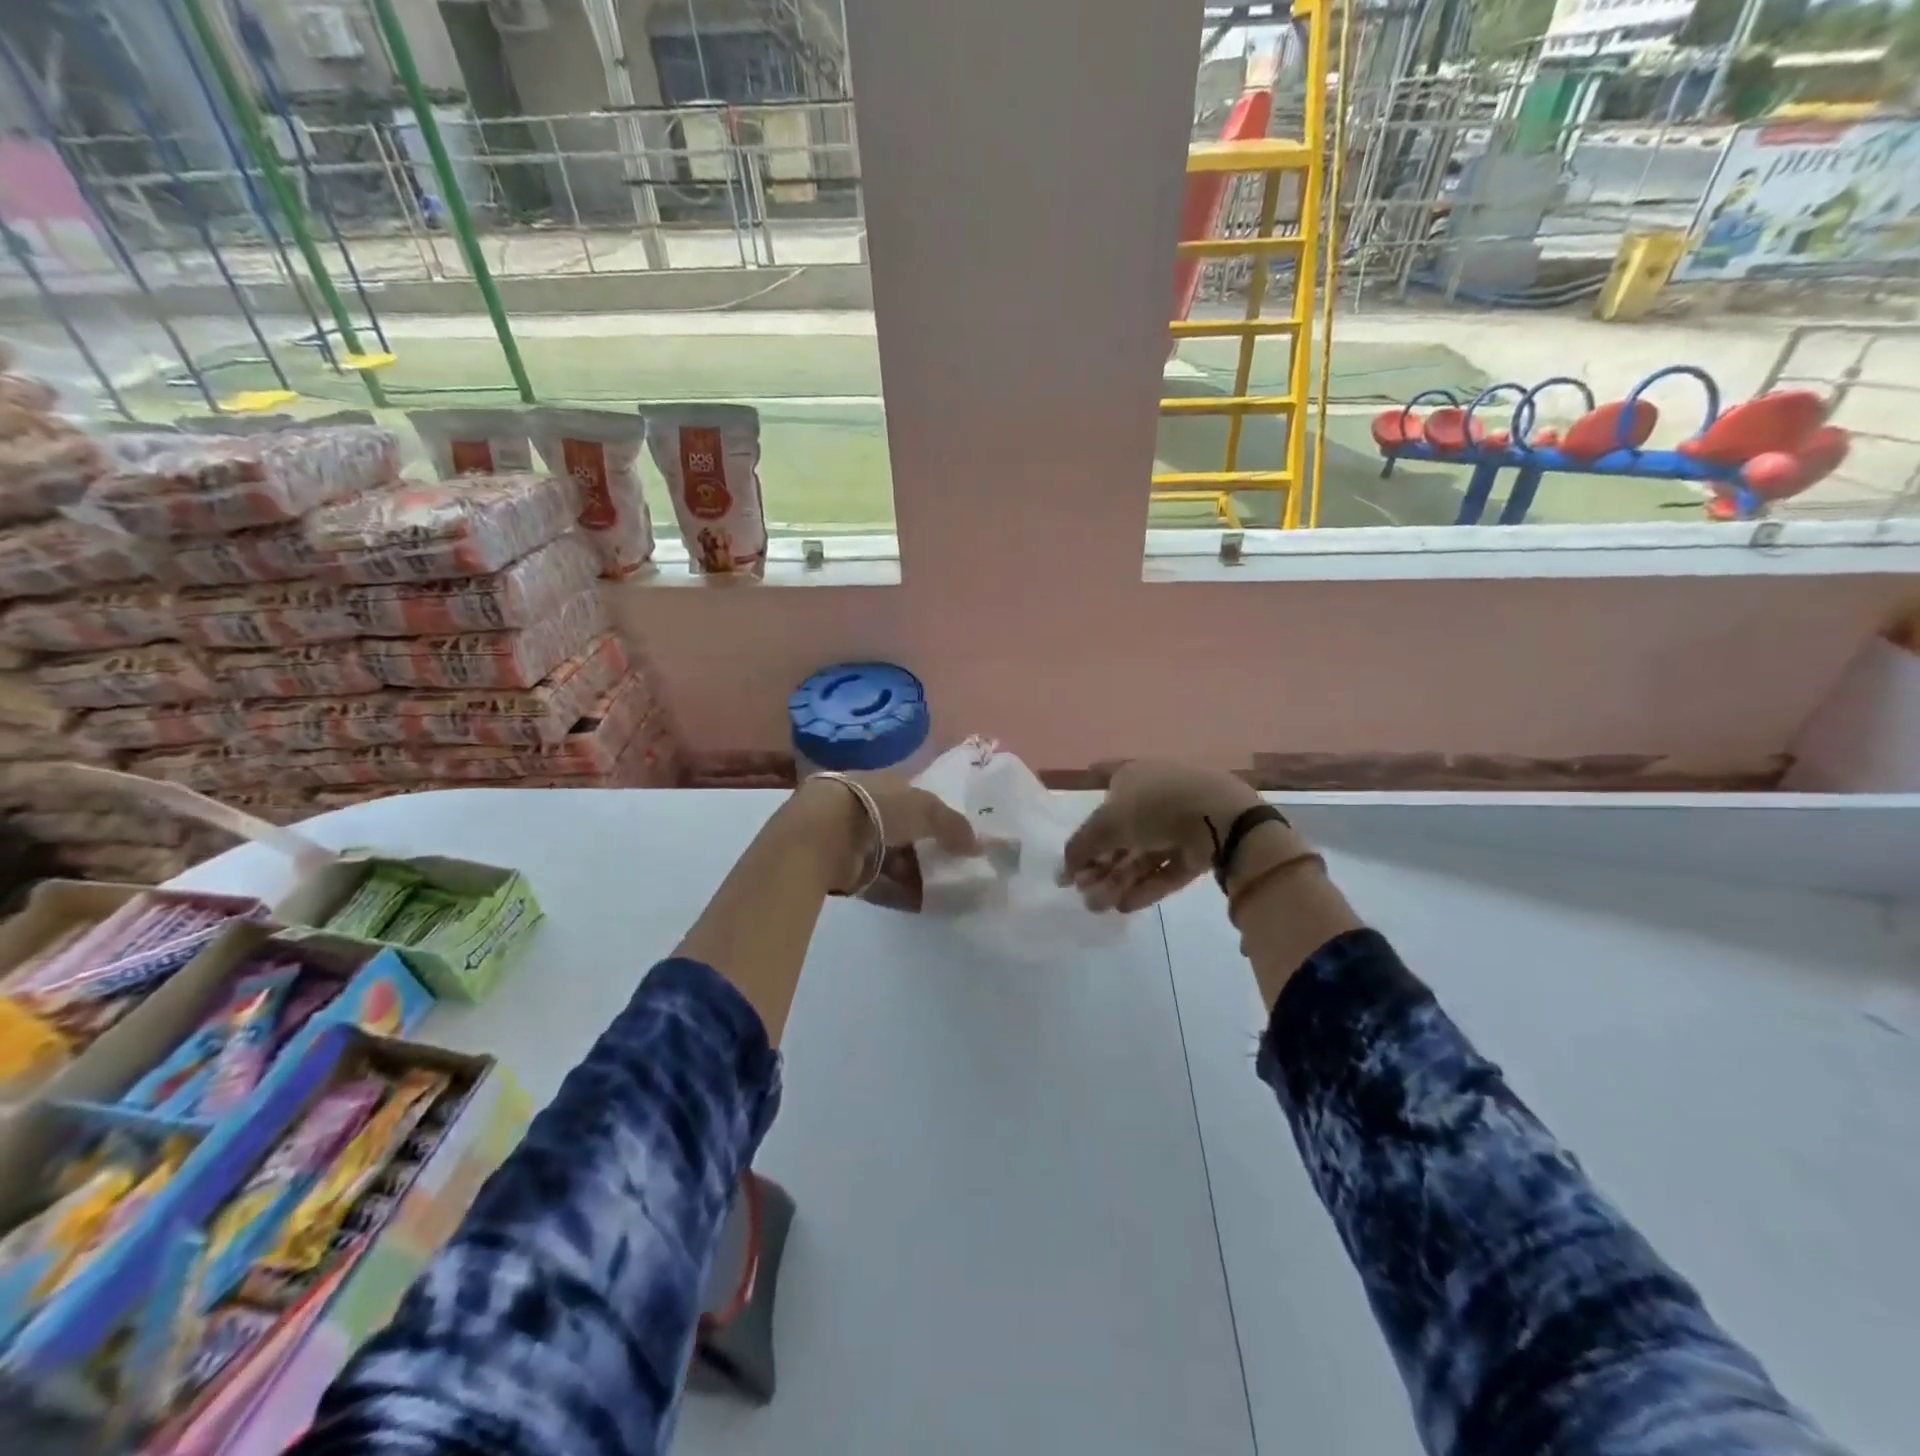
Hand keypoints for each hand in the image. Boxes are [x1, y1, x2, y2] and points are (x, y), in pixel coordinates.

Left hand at [794, 773, 979, 908]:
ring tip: (947, 891)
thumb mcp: (925, 809)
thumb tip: (978, 844)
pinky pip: (881, 883)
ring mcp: (853, 841)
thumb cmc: (877, 808)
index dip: (937, 816)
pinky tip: (925, 905)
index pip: (914, 799)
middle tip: (956, 867)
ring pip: (894, 859)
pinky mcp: (845, 871)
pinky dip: (902, 893)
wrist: (822, 834)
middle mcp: (867, 808)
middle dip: (928, 849)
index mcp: (883, 783)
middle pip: (905, 832)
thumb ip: (953, 825)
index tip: (958, 837)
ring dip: (918, 875)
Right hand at [1061, 760, 1262, 912]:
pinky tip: (1124, 906)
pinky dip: (1145, 885)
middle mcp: (1156, 796)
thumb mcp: (1106, 825)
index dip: (1094, 776)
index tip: (1085, 778)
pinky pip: (1166, 868)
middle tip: (1081, 888)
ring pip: (1142, 853)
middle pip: (1121, 830)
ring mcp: (1179, 823)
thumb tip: (1061, 872)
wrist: (1219, 818)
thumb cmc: (1154, 806)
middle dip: (1099, 860)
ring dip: (1117, 879)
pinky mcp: (1198, 850)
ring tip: (1097, 906)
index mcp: (1134, 775)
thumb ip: (1079, 848)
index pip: (1107, 773)